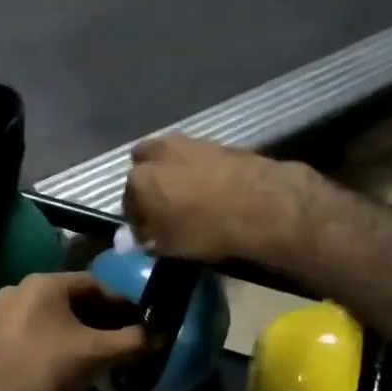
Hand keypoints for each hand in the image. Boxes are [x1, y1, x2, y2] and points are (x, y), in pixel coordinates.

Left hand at [0, 273, 148, 390]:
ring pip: (55, 315)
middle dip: (101, 318)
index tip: (138, 325)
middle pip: (74, 298)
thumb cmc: (42, 371)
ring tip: (100, 355)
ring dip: (80, 330)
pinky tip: (69, 363)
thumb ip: (131, 341)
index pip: (95, 283)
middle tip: (122, 341)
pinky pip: (37, 328)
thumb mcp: (94, 355)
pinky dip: (58, 339)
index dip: (121, 304)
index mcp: (45, 282)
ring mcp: (4, 311)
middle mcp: (22, 288)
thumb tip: (161, 334)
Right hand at [122, 136, 307, 263]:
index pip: (128, 201)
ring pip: (173, 156)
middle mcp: (159, 152)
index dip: (138, 219)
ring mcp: (191, 143)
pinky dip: (202, 170)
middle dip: (151, 182)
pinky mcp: (221, 143)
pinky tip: (215, 189)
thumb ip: (145, 240)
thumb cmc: (206, 231)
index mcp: (139, 179)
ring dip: (176, 172)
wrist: (263, 206)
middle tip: (165, 207)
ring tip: (192, 198)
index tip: (149, 233)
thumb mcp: (169, 247)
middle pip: (145, 164)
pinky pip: (200, 157)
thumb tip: (130, 240)